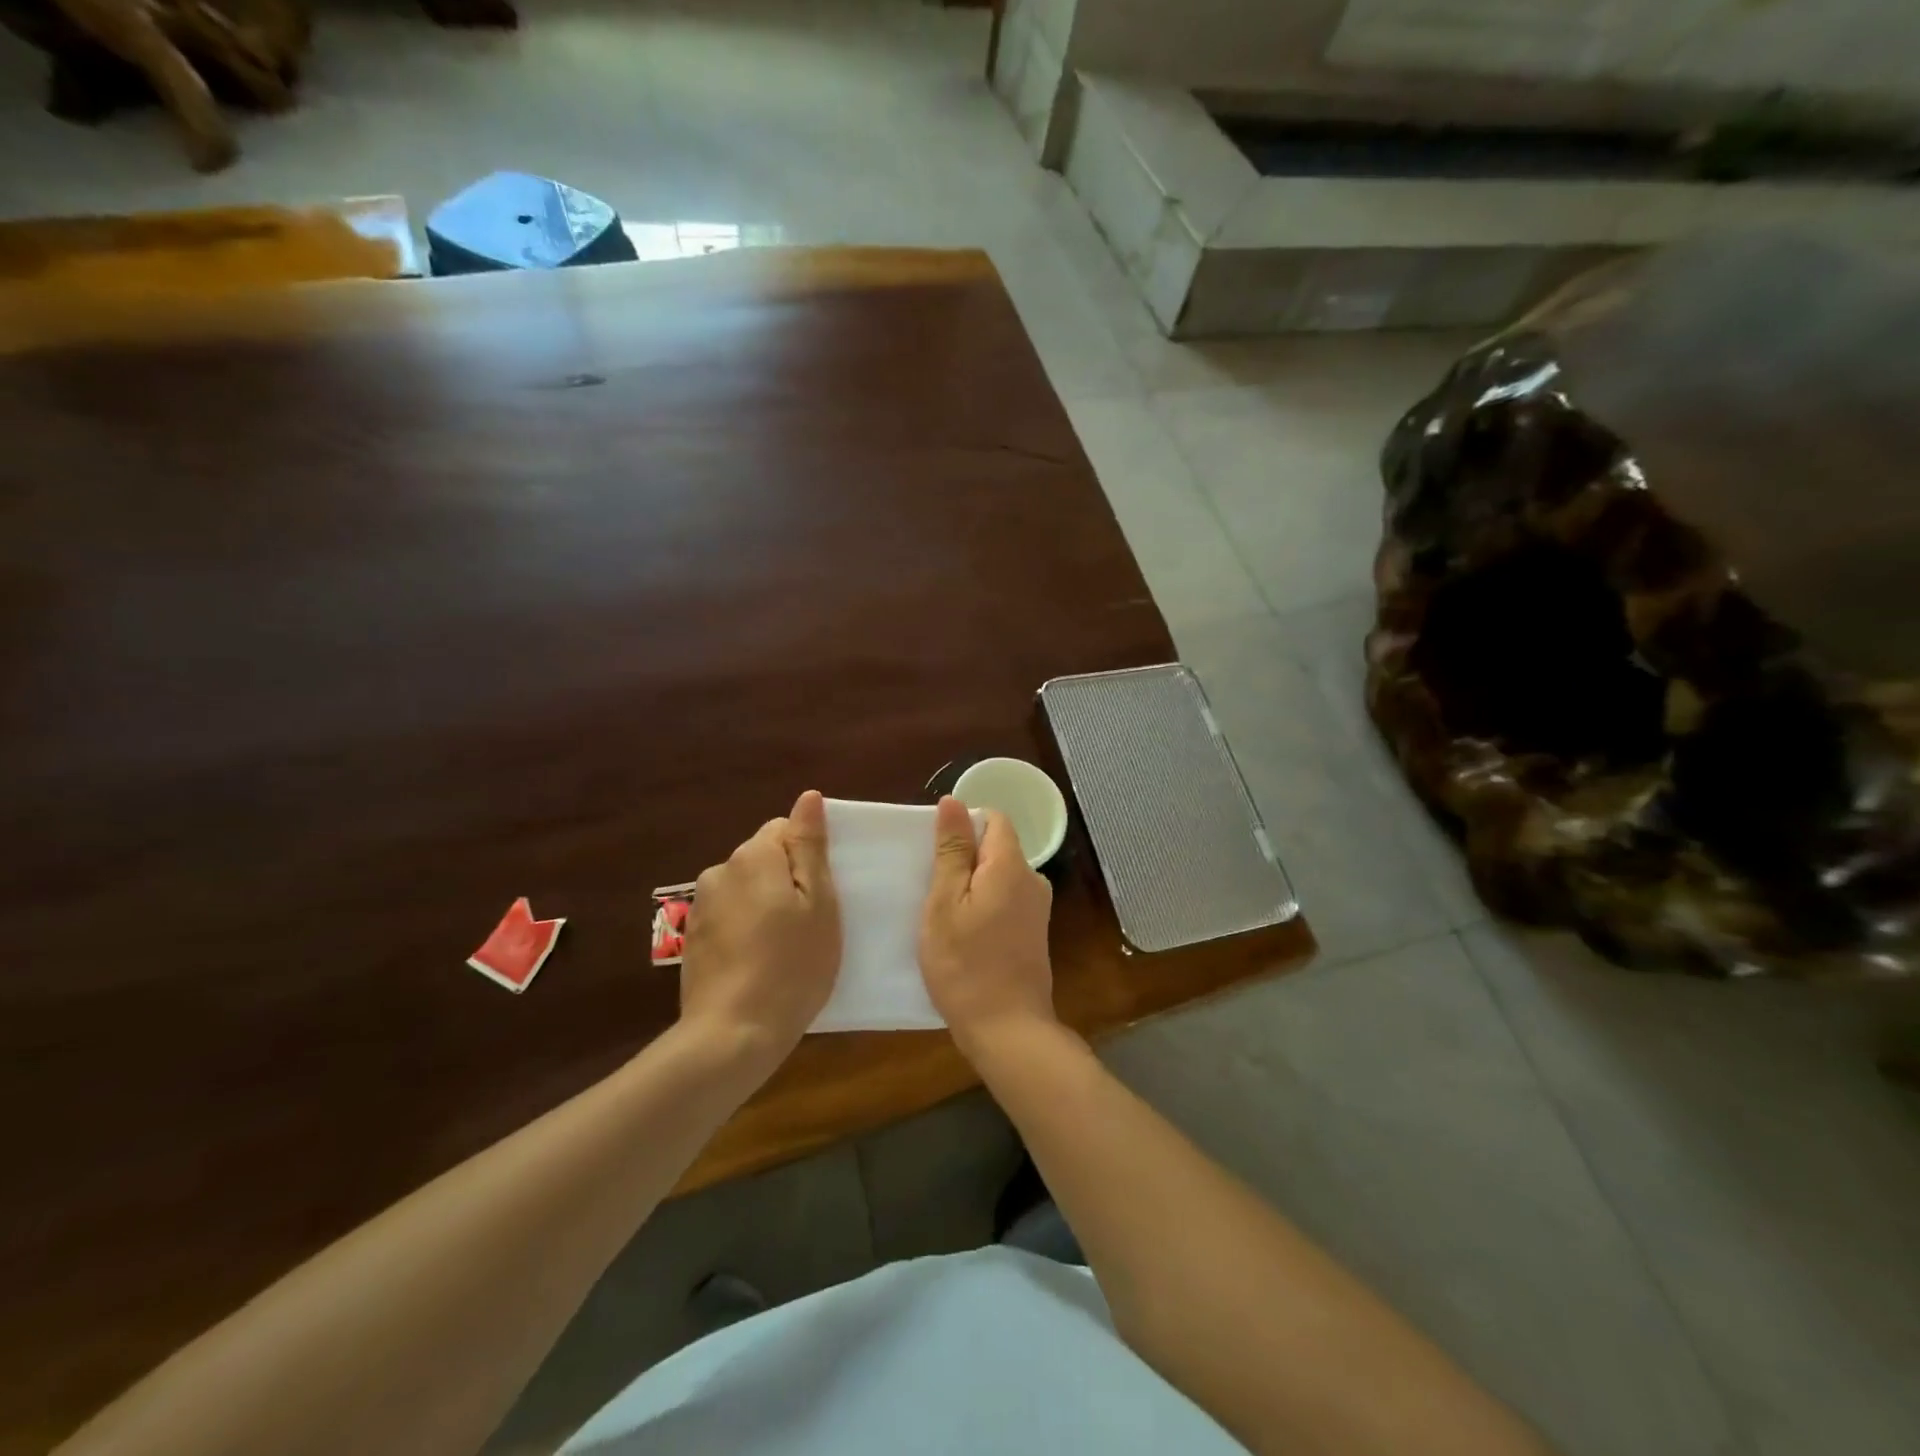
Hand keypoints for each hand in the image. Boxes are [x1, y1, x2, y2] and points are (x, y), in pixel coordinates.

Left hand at [679, 790, 841, 1073]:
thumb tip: (808, 796)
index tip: (822, 892)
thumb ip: (810, 846)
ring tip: (784, 946)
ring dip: (765, 903)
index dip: (808, 854)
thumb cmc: (792, 966)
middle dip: (786, 878)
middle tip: (810, 922)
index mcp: (753, 856)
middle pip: (762, 857)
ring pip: (746, 888)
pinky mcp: (692, 938)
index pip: (783, 828)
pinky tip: (758, 962)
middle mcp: (720, 871)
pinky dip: (745, 928)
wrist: (732, 1035)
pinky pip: (729, 916)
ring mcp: (701, 906)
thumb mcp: (819, 903)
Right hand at [918, 794, 1054, 1058]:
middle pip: (996, 848)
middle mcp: (1033, 880)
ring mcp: (1037, 909)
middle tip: (931, 889)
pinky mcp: (1034, 933)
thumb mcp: (945, 903)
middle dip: (964, 860)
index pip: (993, 819)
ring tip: (944, 915)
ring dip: (972, 887)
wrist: (1007, 1030)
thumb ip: (951, 850)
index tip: (936, 854)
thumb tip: (953, 801)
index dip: (963, 827)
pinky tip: (964, 935)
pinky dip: (984, 907)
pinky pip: (1006, 901)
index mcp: (1012, 866)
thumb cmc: (965, 965)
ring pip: (999, 877)